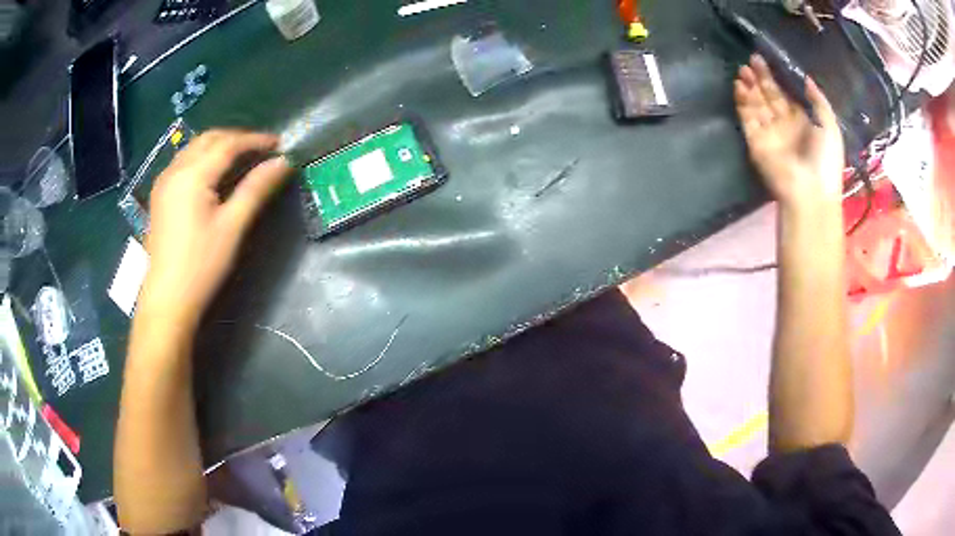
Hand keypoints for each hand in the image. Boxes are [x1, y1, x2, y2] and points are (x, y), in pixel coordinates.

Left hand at [140, 130, 291, 328]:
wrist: (166, 299)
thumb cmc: (201, 265)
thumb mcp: (232, 227)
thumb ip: (256, 189)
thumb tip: (283, 162)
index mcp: (193, 175)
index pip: (229, 144)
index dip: (255, 140)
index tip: (279, 143)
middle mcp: (175, 169)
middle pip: (209, 139)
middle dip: (236, 138)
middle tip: (261, 149)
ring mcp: (163, 182)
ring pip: (194, 148)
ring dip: (219, 145)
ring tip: (241, 158)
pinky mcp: (159, 195)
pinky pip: (184, 162)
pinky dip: (203, 158)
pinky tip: (212, 174)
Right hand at [734, 55, 844, 210]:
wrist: (811, 192)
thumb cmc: (825, 160)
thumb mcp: (830, 126)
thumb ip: (818, 101)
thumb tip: (806, 78)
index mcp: (801, 122)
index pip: (783, 96)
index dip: (775, 78)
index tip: (765, 60)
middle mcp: (783, 125)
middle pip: (768, 97)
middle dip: (760, 78)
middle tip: (752, 59)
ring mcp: (768, 134)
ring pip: (756, 105)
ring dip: (749, 87)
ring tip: (743, 69)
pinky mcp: (755, 143)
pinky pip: (747, 119)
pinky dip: (743, 103)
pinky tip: (740, 86)